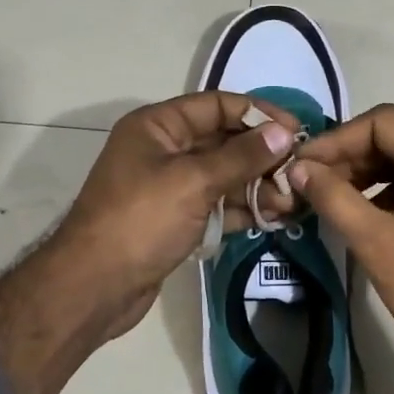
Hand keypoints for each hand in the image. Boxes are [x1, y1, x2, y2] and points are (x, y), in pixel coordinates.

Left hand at [54, 92, 300, 335]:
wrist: (94, 287)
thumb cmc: (141, 221)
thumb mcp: (194, 182)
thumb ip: (241, 157)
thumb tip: (283, 133)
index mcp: (158, 127)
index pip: (216, 105)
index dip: (257, 114)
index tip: (295, 131)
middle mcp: (163, 150)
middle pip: (223, 141)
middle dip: (261, 156)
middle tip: (298, 173)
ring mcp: (169, 187)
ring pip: (222, 176)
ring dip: (256, 186)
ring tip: (290, 203)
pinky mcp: (175, 220)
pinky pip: (215, 204)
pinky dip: (241, 209)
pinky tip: (271, 218)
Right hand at [290, 105, 393, 393]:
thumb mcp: (376, 241)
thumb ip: (333, 197)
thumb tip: (297, 168)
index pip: (385, 122)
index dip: (339, 139)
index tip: (304, 164)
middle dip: (351, 158)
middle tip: (311, 183)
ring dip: (368, 177)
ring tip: (331, 199)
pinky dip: (392, 195)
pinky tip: (364, 216)